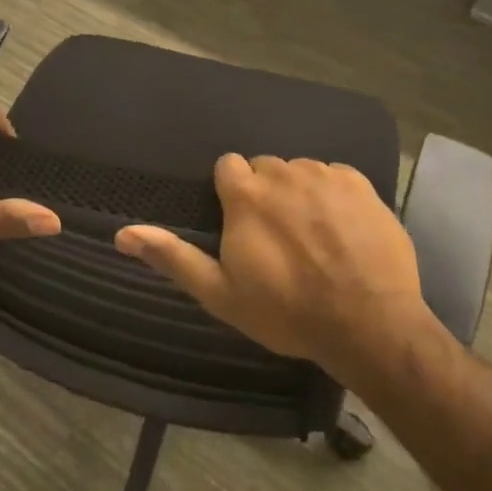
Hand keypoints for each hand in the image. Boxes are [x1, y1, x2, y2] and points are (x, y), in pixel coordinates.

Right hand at [113, 154, 428, 382]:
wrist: (368, 323)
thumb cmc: (287, 311)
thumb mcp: (221, 293)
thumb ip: (173, 257)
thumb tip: (123, 232)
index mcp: (246, 195)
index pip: (228, 166)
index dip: (232, 192)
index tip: (240, 221)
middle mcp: (284, 173)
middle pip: (266, 168)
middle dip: (266, 193)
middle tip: (277, 235)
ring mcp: (326, 175)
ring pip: (302, 171)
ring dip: (300, 193)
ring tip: (312, 234)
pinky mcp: (362, 184)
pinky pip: (337, 177)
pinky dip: (335, 196)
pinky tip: (343, 229)